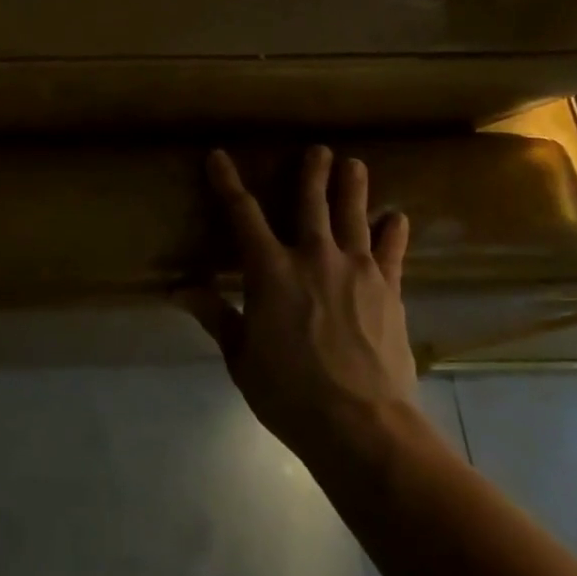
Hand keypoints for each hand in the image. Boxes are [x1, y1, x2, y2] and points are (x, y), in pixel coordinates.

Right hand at [189, 146, 419, 460]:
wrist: (363, 425)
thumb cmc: (290, 393)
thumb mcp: (241, 357)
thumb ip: (216, 316)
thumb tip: (180, 290)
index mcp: (270, 271)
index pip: (242, 214)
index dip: (228, 183)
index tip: (219, 157)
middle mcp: (313, 257)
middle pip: (311, 203)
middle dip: (311, 173)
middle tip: (317, 149)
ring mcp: (356, 270)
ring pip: (353, 216)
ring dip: (353, 187)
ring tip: (355, 163)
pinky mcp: (389, 290)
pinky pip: (391, 252)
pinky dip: (393, 232)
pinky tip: (396, 218)